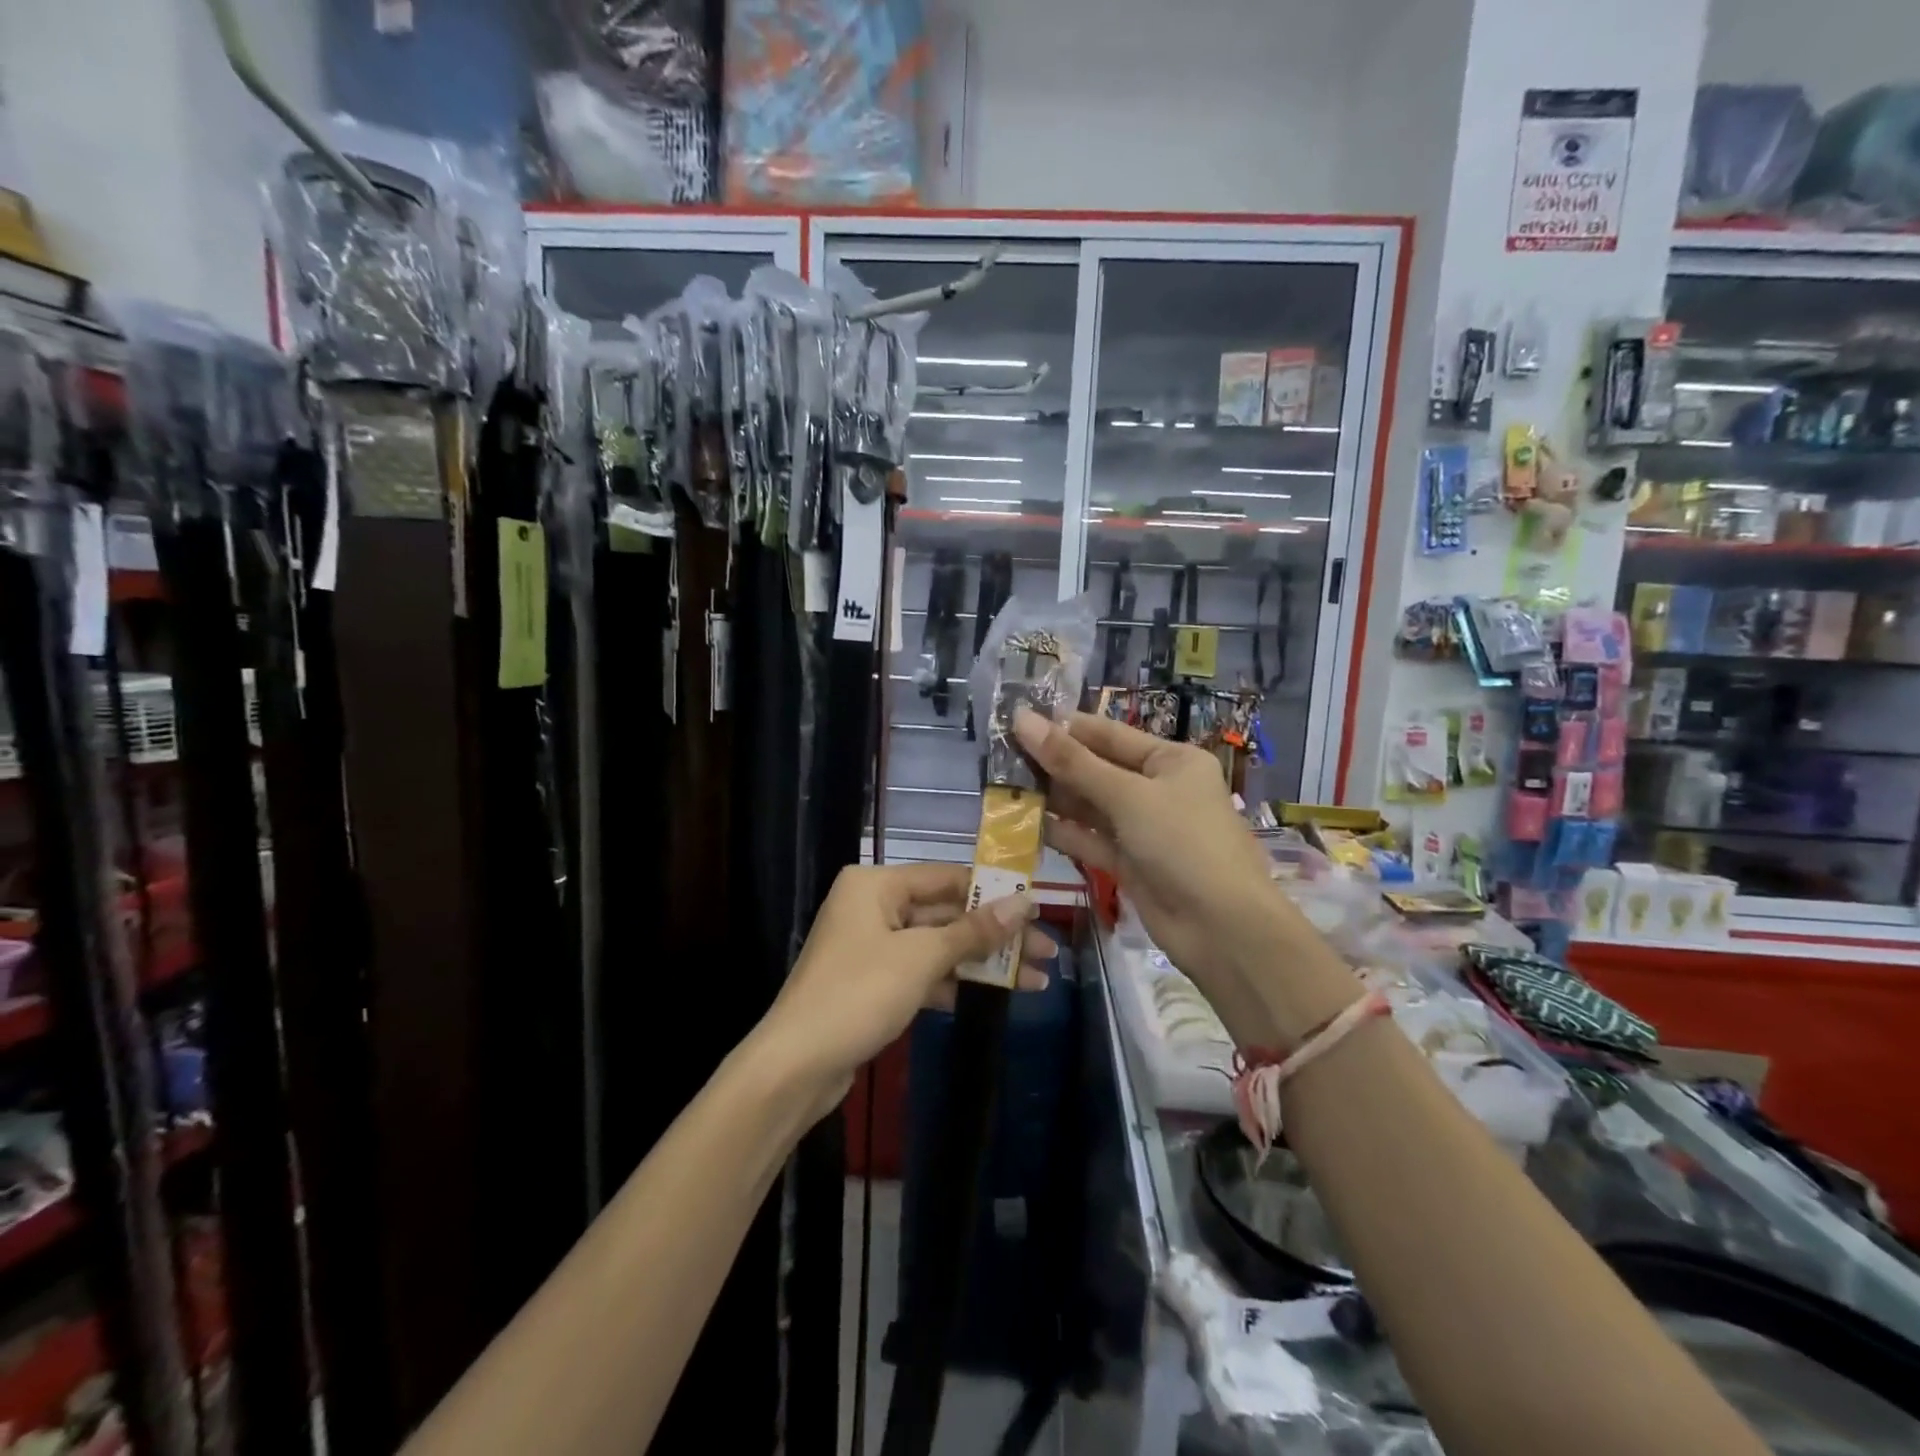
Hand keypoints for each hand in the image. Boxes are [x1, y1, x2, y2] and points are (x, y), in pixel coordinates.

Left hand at [758, 863, 1050, 1121]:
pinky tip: (995, 995)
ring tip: (1035, 981)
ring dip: (982, 963)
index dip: (994, 892)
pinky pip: (923, 971)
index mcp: (875, 884)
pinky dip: (955, 982)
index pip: (947, 878)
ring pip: (938, 946)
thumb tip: (1025, 902)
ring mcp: (872, 945)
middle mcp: (872, 906)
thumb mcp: (922, 958)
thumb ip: (974, 930)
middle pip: (946, 914)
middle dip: (995, 936)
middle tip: (1046, 952)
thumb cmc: (858, 994)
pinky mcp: (874, 982)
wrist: (796, 1066)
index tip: (1038, 907)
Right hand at [1014, 708, 1351, 1045]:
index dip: (1065, 728)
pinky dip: (1064, 832)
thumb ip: (1072, 761)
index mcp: (1170, 760)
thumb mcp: (1128, 795)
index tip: (1018, 721)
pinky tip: (1027, 823)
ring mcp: (1143, 829)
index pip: (1110, 734)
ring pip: (1091, 806)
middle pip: (1097, 769)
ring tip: (1005, 787)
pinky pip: (1091, 839)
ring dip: (1054, 798)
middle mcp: (1158, 789)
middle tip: (1001, 758)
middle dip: (1054, 765)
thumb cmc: (1182, 842)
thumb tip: (1023, 719)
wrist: (1222, 928)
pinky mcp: (1130, 863)